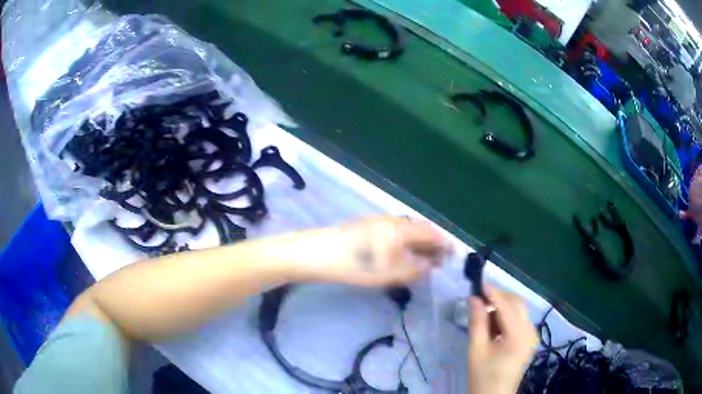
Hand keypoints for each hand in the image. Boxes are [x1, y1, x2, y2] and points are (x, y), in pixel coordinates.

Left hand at [301, 216, 449, 286]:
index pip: (431, 233)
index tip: (453, 255)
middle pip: (420, 229)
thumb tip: (430, 265)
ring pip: (407, 230)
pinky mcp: (367, 227)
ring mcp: (378, 222)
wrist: (319, 253)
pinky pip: (394, 232)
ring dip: (418, 243)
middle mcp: (393, 221)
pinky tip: (400, 253)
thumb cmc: (357, 264)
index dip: (444, 244)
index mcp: (403, 229)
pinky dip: (404, 242)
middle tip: (438, 260)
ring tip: (421, 259)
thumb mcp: (389, 273)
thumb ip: (414, 269)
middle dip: (432, 244)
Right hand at [468, 286, 537, 393]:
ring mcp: (532, 335)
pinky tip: (494, 325)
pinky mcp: (530, 339)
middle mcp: (531, 332)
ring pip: (519, 310)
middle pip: (518, 304)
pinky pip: (520, 319)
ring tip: (484, 314)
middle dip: (500, 297)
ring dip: (503, 306)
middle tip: (479, 299)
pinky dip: (507, 316)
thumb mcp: (476, 350)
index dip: (494, 293)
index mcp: (519, 337)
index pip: (508, 307)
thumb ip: (477, 322)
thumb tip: (474, 298)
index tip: (479, 283)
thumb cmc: (483, 376)